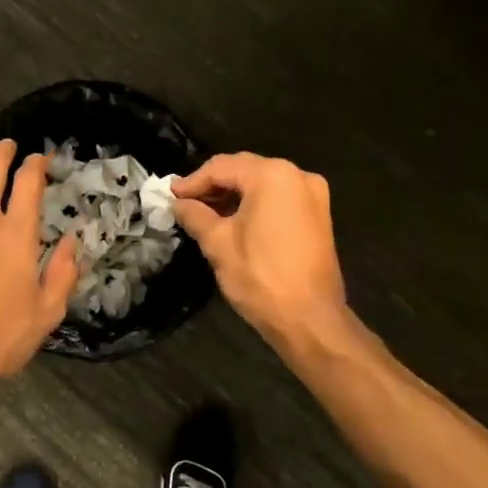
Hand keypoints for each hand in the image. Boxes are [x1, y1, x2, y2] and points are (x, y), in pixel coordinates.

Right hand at [173, 153, 348, 343]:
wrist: (310, 320)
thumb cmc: (260, 277)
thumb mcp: (218, 244)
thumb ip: (195, 215)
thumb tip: (179, 203)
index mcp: (272, 176)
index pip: (222, 167)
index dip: (192, 181)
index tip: (170, 196)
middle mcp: (297, 175)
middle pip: (244, 170)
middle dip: (213, 185)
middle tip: (184, 203)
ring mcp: (312, 194)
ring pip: (261, 184)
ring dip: (232, 195)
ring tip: (203, 214)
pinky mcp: (318, 215)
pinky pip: (278, 198)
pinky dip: (254, 204)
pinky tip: (232, 220)